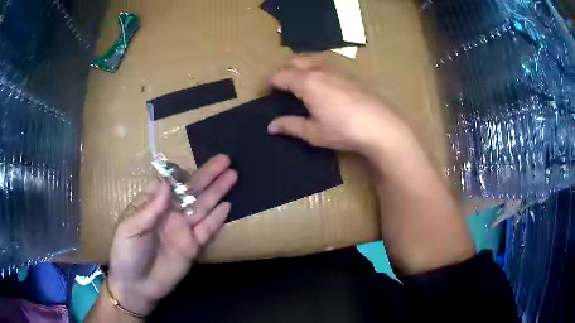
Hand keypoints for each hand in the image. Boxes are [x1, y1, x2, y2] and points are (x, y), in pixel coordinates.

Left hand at [107, 154, 236, 315]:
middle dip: (208, 175)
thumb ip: (150, 207)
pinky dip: (218, 218)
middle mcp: (171, 214)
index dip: (183, 172)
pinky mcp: (193, 246)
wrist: (137, 286)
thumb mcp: (131, 228)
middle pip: (192, 191)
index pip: (170, 183)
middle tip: (225, 160)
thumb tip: (167, 183)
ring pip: (203, 206)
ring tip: (232, 175)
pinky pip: (207, 229)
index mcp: (153, 206)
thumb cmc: (127, 253)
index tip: (195, 161)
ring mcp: (183, 230)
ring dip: (217, 191)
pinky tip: (227, 205)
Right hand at [267, 56, 409, 158]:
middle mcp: (320, 70)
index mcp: (306, 82)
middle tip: (283, 87)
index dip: (270, 82)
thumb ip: (290, 126)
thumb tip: (270, 126)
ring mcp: (337, 70)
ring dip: (301, 66)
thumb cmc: (343, 130)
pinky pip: (327, 65)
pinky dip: (317, 69)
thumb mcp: (313, 132)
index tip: (266, 91)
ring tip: (301, 82)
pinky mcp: (350, 75)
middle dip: (285, 70)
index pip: (280, 75)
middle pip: (295, 61)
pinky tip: (324, 85)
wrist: (380, 126)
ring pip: (312, 59)